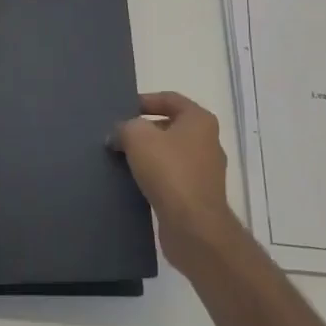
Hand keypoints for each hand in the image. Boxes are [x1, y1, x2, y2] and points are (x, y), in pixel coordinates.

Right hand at [114, 91, 240, 267]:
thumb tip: (119, 135)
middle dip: (143, 130)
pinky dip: (154, 177)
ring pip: (170, 154)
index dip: (145, 100)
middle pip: (170, 127)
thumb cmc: (169, 171)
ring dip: (147, 155)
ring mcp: (206, 171)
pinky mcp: (198, 196)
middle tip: (118, 136)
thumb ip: (125, 127)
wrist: (193, 226)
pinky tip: (134, 183)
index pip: (170, 99)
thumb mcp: (138, 137)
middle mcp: (208, 141)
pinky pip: (172, 178)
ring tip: (121, 159)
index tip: (123, 110)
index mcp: (199, 120)